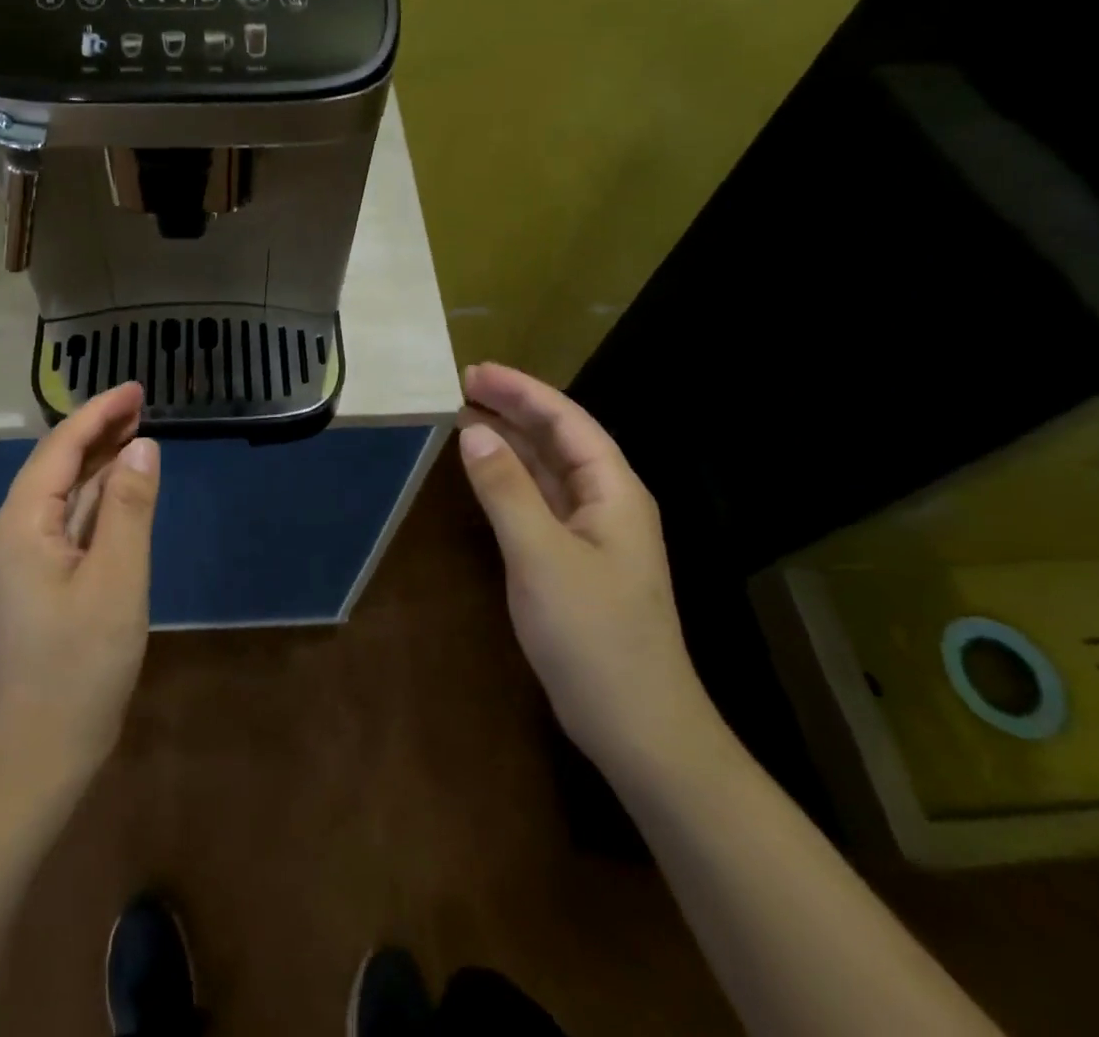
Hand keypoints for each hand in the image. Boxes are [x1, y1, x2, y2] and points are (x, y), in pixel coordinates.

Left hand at [0, 382, 159, 797]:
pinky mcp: (34, 582)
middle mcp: (11, 532)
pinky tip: (119, 490)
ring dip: (98, 462)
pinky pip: (65, 523)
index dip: (99, 412)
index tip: (137, 388)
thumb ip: (129, 508)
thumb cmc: (79, 667)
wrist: (36, 757)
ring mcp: (19, 559)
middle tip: (143, 404)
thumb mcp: (117, 581)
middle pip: (56, 465)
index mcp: (21, 524)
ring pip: (62, 494)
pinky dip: (95, 499)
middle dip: (98, 430)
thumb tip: (142, 446)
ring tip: (136, 434)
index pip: (60, 448)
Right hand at [457, 363, 723, 779]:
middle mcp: (606, 502)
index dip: (522, 391)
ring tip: (465, 416)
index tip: (474, 372)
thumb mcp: (541, 555)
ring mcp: (591, 534)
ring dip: (510, 440)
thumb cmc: (594, 635)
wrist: (636, 726)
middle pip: (559, 439)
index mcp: (614, 491)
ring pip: (548, 469)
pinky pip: (539, 501)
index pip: (567, 421)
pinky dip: (510, 478)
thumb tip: (473, 431)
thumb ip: (505, 489)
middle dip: (514, 408)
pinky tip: (484, 472)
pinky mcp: (573, 561)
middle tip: (462, 386)